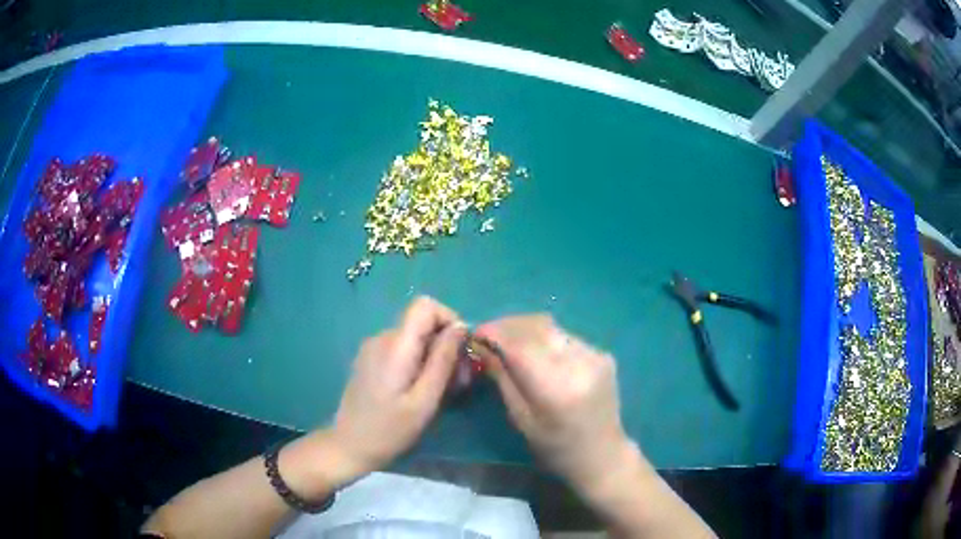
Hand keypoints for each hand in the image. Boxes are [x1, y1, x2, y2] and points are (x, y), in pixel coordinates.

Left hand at [328, 296, 464, 475]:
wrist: (349, 446)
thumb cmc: (389, 430)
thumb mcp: (424, 401)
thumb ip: (442, 361)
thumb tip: (460, 327)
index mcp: (395, 345)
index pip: (425, 305)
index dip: (449, 320)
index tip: (461, 352)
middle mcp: (382, 338)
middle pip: (422, 323)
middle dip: (446, 346)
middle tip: (458, 383)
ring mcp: (373, 348)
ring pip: (414, 337)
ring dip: (434, 358)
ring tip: (441, 392)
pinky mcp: (370, 360)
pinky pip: (402, 349)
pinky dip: (418, 363)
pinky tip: (420, 391)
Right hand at [476, 314, 638, 496]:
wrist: (603, 455)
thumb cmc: (555, 447)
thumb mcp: (521, 418)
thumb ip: (502, 378)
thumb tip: (481, 346)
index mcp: (556, 387)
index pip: (520, 344)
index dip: (494, 332)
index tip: (475, 333)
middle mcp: (579, 363)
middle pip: (537, 326)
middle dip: (508, 325)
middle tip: (489, 335)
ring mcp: (595, 355)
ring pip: (552, 328)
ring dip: (527, 330)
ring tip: (510, 342)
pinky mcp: (603, 354)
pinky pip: (566, 337)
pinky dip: (547, 339)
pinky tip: (539, 354)